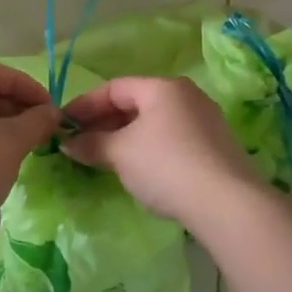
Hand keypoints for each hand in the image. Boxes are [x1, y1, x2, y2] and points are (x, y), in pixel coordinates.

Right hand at [61, 76, 263, 225]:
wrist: (228, 204)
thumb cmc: (166, 165)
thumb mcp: (120, 153)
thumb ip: (91, 144)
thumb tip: (68, 143)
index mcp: (163, 87)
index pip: (114, 88)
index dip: (85, 105)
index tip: (64, 124)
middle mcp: (187, 96)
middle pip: (136, 103)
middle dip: (104, 122)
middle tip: (80, 142)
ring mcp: (205, 121)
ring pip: (154, 123)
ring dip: (124, 137)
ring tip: (104, 157)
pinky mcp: (216, 147)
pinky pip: (170, 139)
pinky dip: (147, 148)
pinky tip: (137, 169)